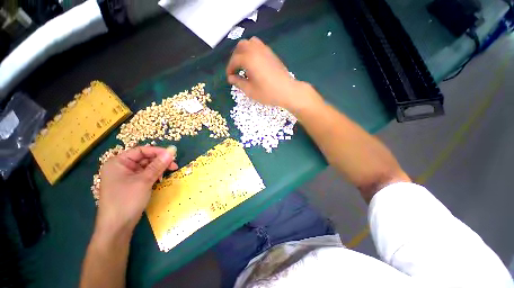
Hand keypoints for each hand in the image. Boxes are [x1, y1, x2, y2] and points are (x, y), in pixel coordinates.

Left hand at [96, 146, 177, 235]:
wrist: (117, 227)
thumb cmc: (126, 200)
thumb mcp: (144, 180)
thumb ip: (159, 164)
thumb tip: (172, 150)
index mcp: (118, 162)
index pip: (141, 151)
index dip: (158, 151)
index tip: (173, 156)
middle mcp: (121, 167)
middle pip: (145, 158)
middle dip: (160, 161)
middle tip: (174, 165)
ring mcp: (126, 176)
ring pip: (147, 167)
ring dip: (159, 168)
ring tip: (170, 172)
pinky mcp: (131, 184)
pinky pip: (145, 175)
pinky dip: (154, 175)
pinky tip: (161, 179)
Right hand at [226, 37, 321, 112]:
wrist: (287, 91)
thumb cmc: (267, 93)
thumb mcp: (250, 91)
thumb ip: (238, 82)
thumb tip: (231, 78)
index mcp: (249, 59)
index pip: (234, 60)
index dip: (230, 69)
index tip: (229, 77)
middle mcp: (256, 50)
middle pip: (240, 46)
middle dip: (235, 57)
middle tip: (235, 69)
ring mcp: (265, 50)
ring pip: (250, 43)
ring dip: (244, 51)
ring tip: (244, 64)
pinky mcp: (271, 53)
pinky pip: (258, 46)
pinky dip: (252, 50)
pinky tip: (254, 63)